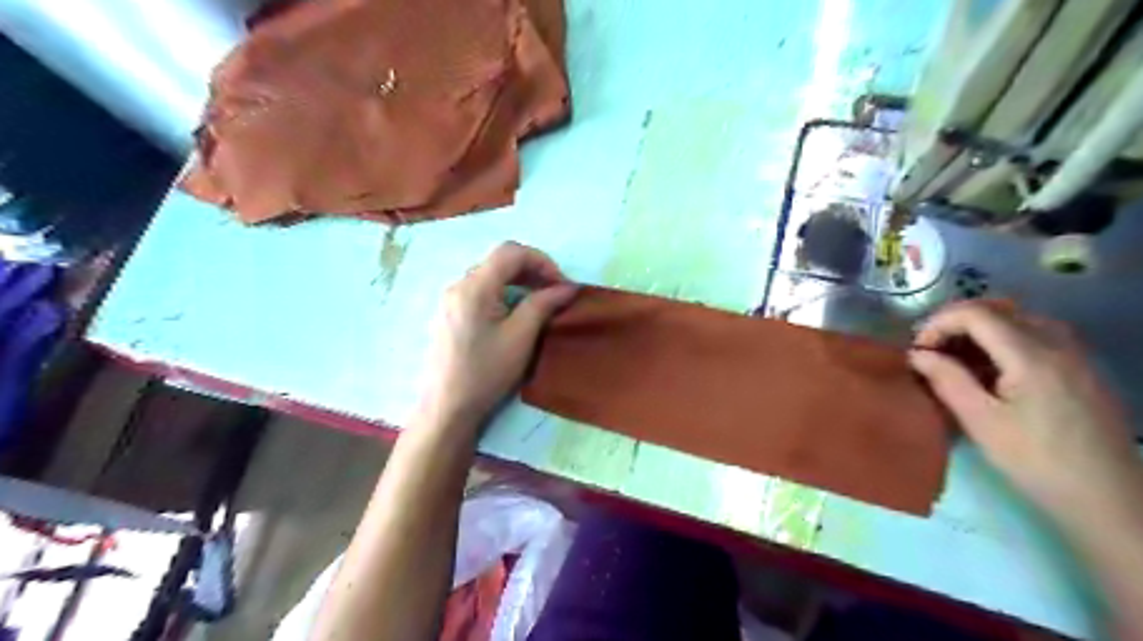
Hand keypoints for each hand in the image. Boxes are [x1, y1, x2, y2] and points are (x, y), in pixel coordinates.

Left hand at [418, 243, 576, 430]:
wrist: (447, 408)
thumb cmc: (486, 373)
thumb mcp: (521, 338)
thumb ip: (543, 305)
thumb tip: (567, 287)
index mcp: (474, 287)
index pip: (510, 251)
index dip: (541, 260)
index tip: (560, 285)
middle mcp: (458, 285)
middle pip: (499, 261)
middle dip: (531, 270)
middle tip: (553, 293)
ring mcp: (450, 300)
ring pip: (489, 275)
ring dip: (517, 281)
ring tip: (538, 303)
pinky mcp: (448, 315)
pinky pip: (479, 291)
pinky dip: (502, 293)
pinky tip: (513, 314)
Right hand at [913, 303, 1142, 527]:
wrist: (1106, 496)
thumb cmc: (1035, 460)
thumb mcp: (980, 421)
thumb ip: (946, 380)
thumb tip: (916, 354)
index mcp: (1031, 355)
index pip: (976, 313)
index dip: (939, 323)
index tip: (919, 351)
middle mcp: (1057, 343)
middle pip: (998, 308)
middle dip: (956, 322)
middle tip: (932, 349)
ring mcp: (1075, 353)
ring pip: (1018, 319)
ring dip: (979, 329)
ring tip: (956, 358)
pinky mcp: (1081, 367)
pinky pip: (1035, 334)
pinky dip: (1002, 339)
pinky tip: (990, 369)